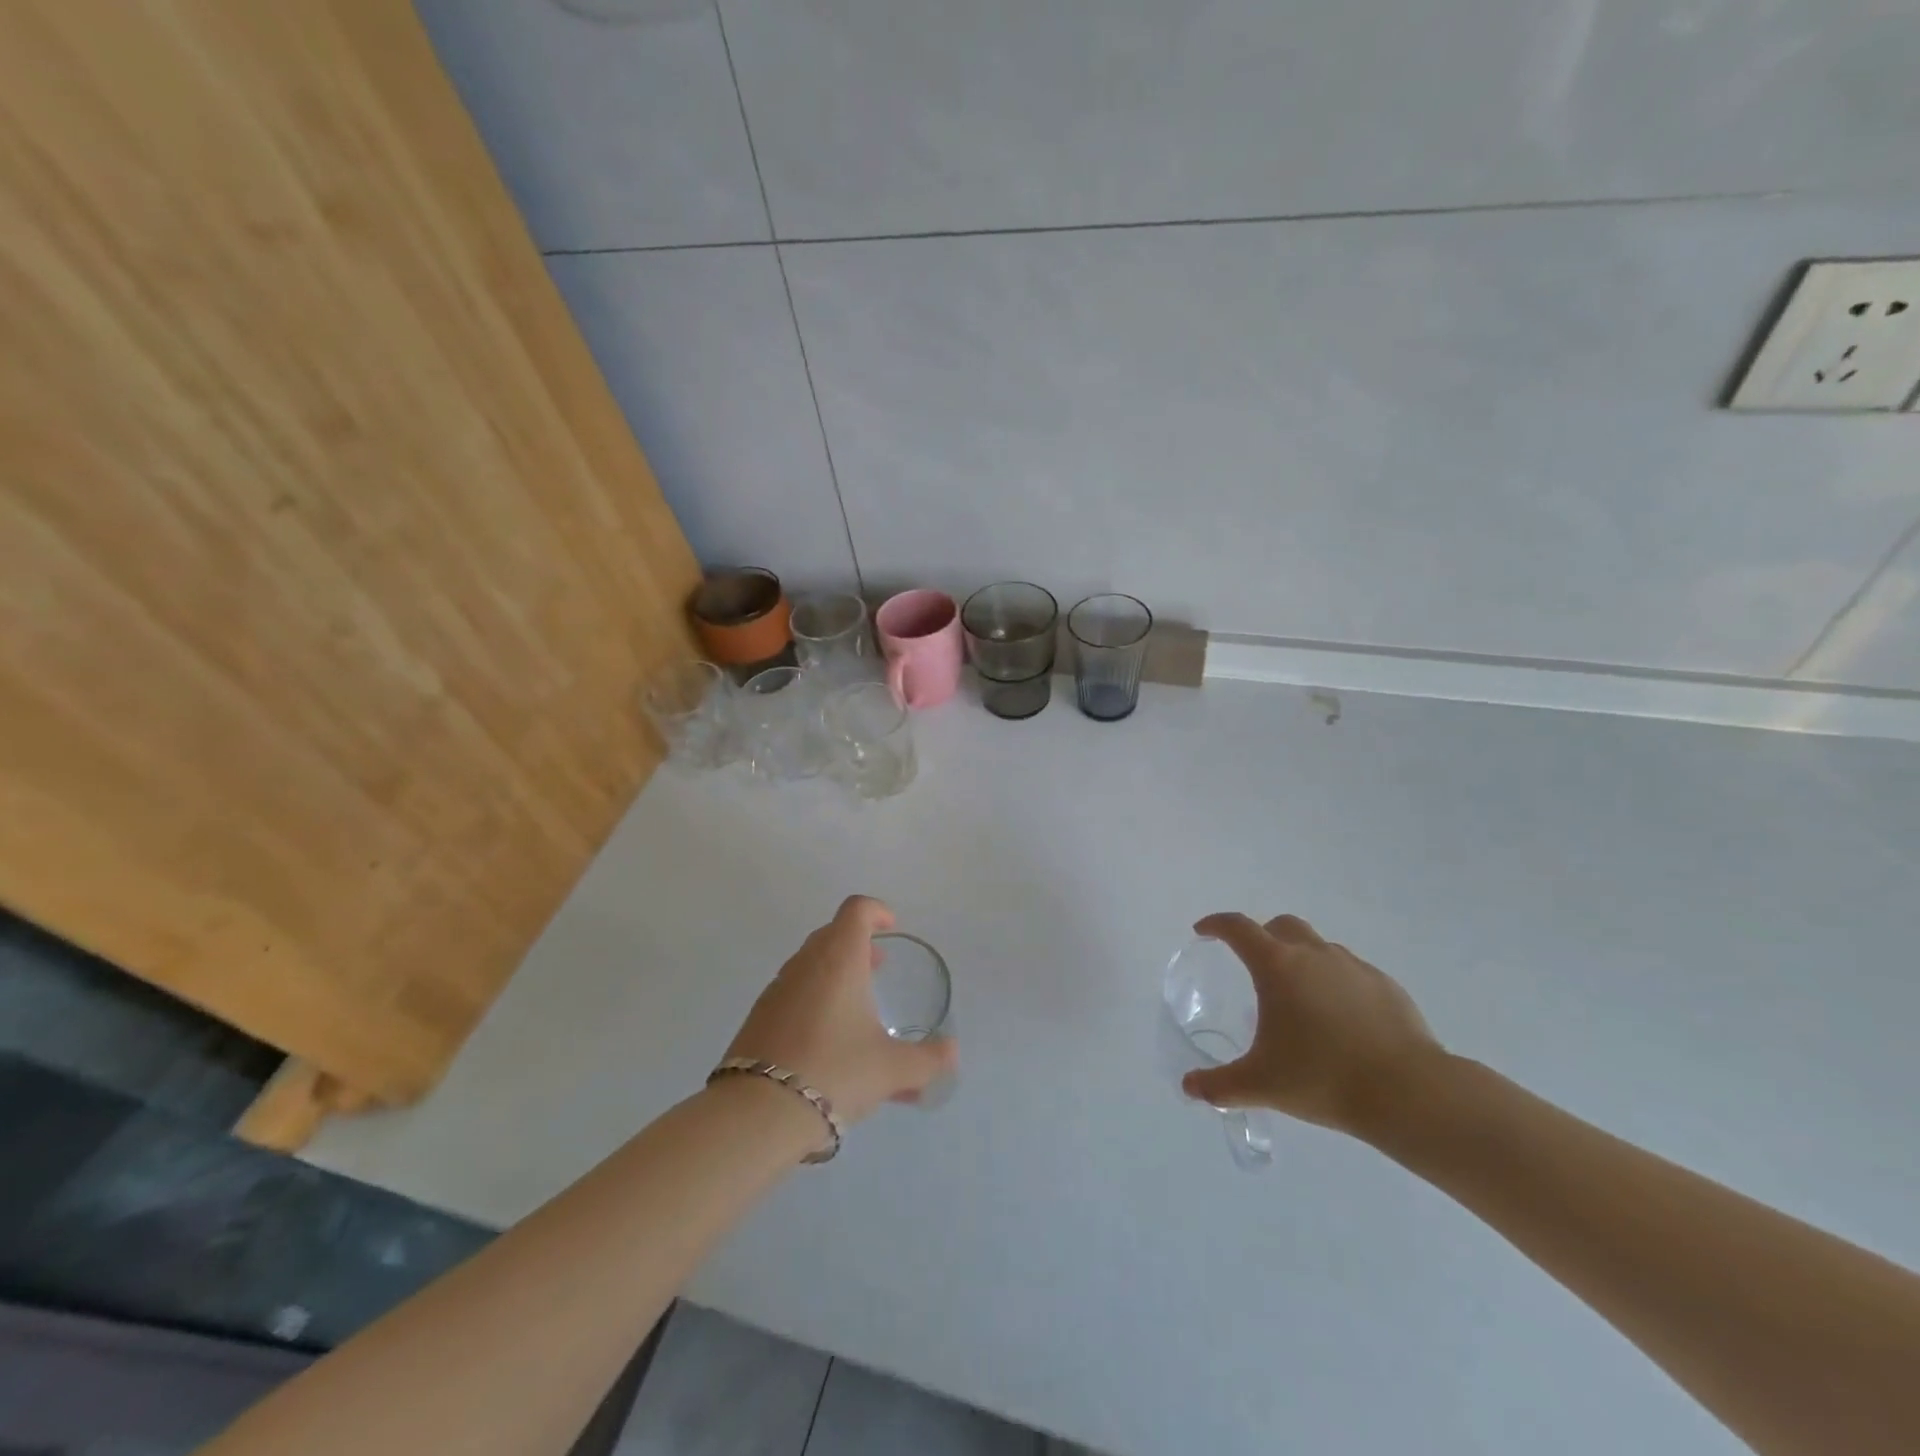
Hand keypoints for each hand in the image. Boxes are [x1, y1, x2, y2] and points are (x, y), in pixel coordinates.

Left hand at [725, 895, 957, 1125]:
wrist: (758, 1113)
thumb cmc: (835, 1072)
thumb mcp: (892, 1069)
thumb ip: (927, 1059)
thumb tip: (951, 1052)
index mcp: (839, 959)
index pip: (856, 910)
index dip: (877, 912)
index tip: (892, 929)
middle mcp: (805, 965)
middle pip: (832, 935)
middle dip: (858, 945)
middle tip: (879, 968)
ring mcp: (777, 991)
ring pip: (811, 967)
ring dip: (836, 976)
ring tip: (858, 1013)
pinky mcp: (758, 1019)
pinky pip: (794, 997)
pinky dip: (816, 1004)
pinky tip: (829, 1045)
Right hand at [1181, 913, 1444, 1140]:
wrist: (1408, 1093)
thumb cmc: (1322, 1078)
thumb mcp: (1261, 1085)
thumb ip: (1219, 1085)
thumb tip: (1189, 1087)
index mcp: (1277, 966)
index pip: (1238, 928)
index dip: (1216, 925)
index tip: (1203, 931)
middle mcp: (1314, 955)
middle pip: (1281, 926)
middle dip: (1262, 936)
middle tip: (1254, 965)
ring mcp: (1353, 967)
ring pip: (1319, 948)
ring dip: (1302, 960)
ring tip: (1300, 999)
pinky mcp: (1386, 986)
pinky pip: (1351, 973)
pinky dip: (1336, 984)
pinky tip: (1340, 1020)